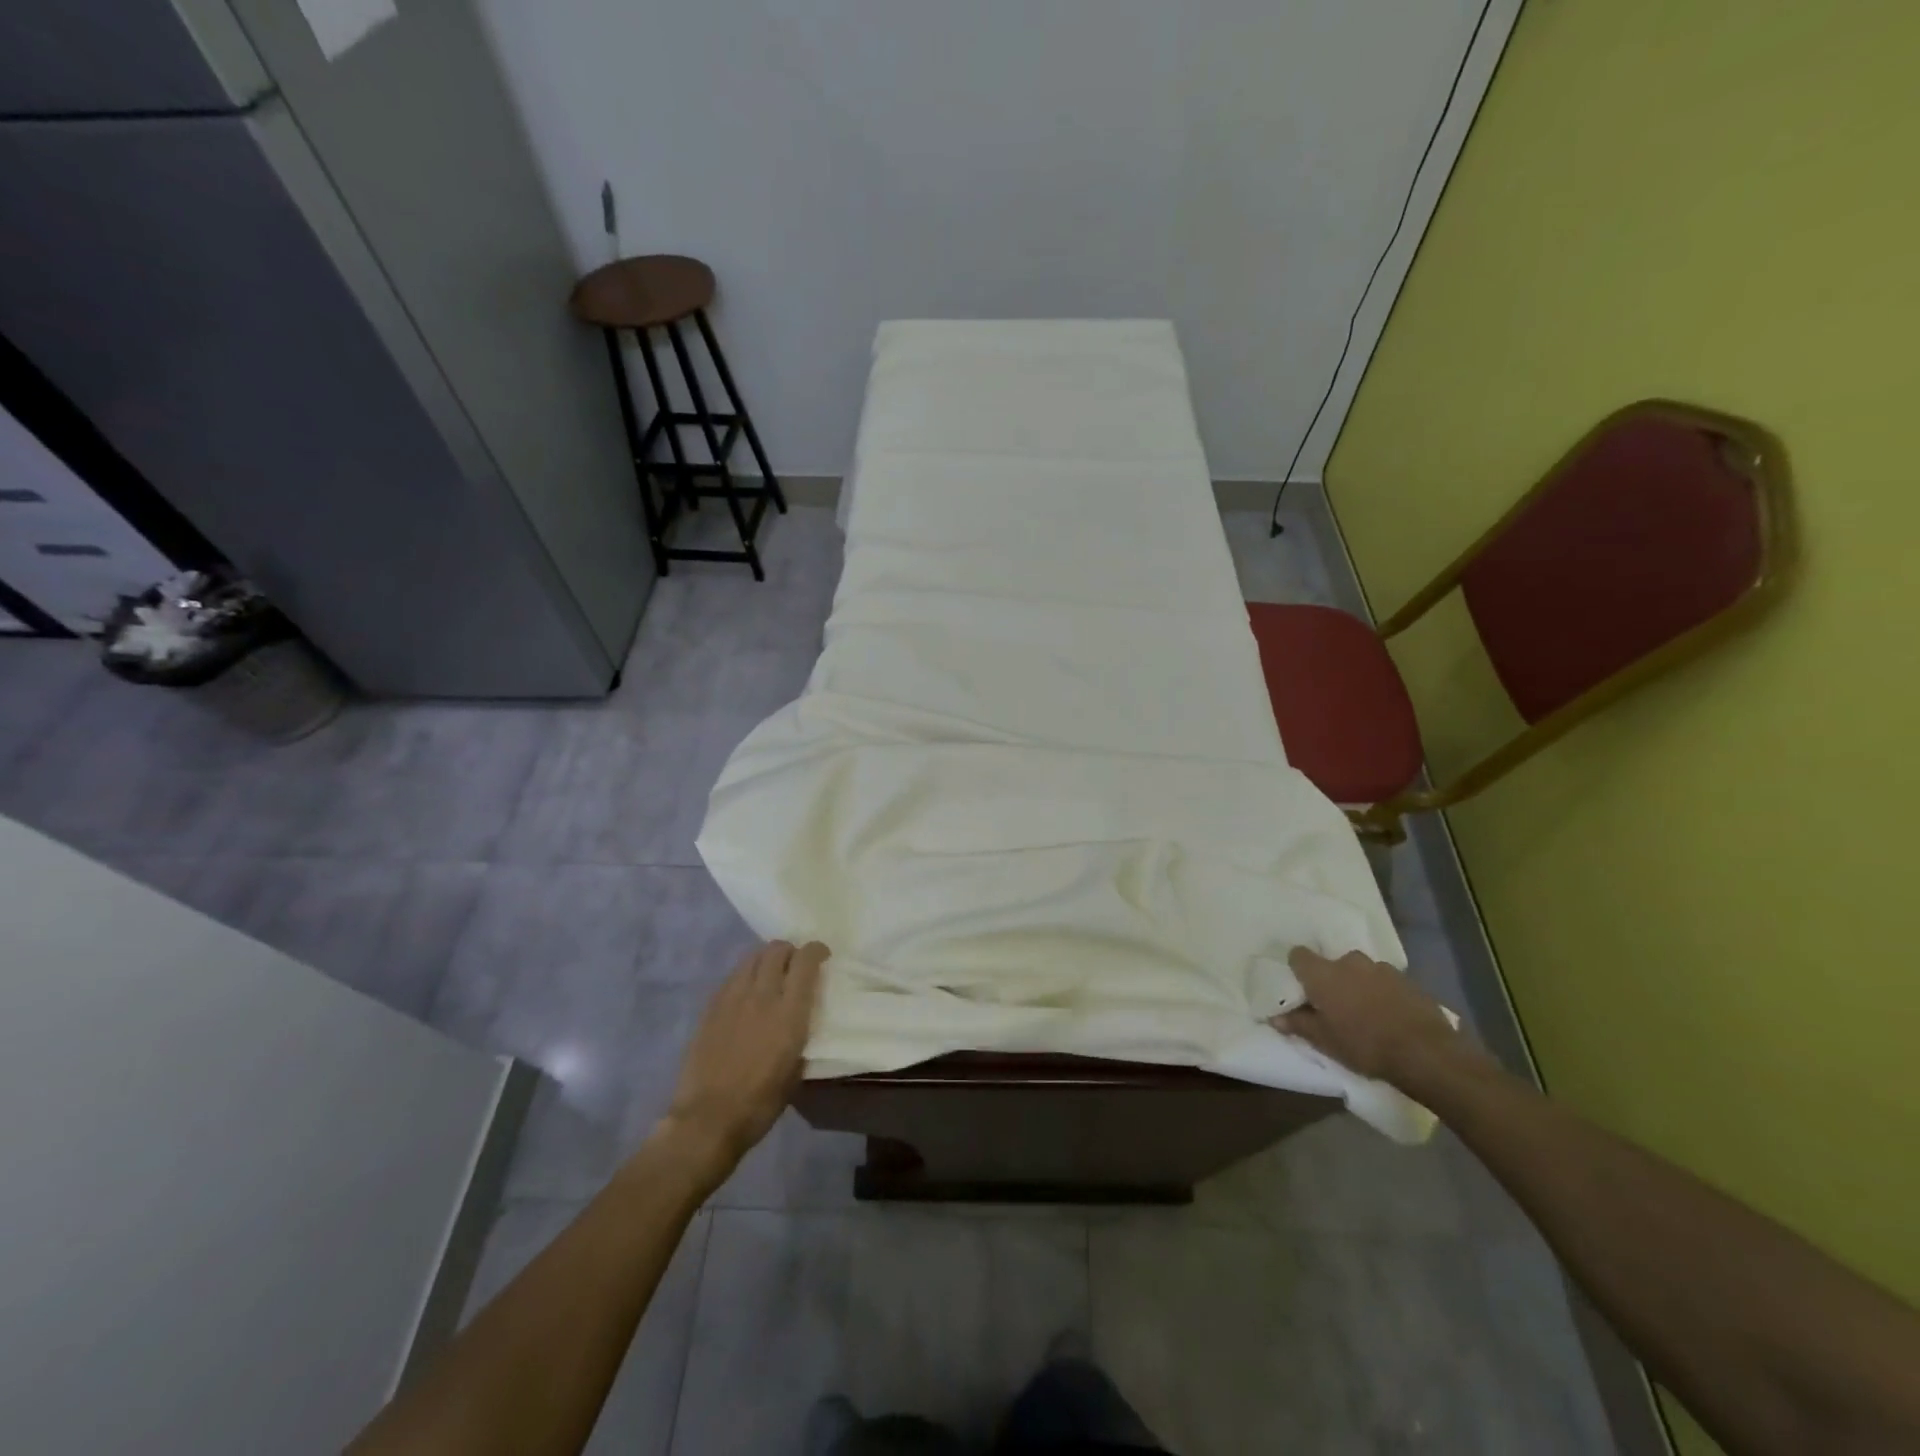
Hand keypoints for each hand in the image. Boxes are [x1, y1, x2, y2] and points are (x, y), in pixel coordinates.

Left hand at [659, 941, 826, 1175]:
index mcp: (789, 1012)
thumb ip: (801, 1033)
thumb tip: (802, 1017)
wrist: (708, 1119)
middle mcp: (762, 995)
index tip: (822, 956)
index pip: (806, 961)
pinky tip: (747, 992)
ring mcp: (733, 998)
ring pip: (752, 957)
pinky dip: (746, 974)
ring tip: (770, 973)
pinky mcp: (711, 1006)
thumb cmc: (760, 1103)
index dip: (816, 950)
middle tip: (795, 965)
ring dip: (766, 958)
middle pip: (777, 950)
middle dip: (790, 951)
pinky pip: (733, 976)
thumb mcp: (796, 1069)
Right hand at [1271, 947, 1465, 1087]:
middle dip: (1333, 979)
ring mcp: (1381, 969)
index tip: (1302, 986)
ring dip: (1360, 985)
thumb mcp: (1324, 1041)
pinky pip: (1386, 981)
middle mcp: (1349, 962)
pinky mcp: (1407, 980)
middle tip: (1337, 1005)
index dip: (1298, 968)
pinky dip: (1384, 993)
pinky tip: (1391, 1015)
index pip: (1299, 954)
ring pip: (1361, 971)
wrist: (1425, 1052)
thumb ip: (1298, 1024)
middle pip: (1333, 963)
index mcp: (1323, 974)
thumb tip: (1274, 1017)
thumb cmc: (1364, 1045)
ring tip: (1367, 1012)